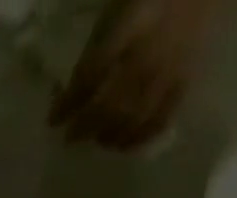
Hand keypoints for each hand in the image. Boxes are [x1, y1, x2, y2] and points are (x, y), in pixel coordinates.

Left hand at [49, 0, 215, 148]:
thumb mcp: (118, 8)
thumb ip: (98, 46)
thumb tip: (72, 89)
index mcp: (131, 25)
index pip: (91, 74)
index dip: (69, 102)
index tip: (52, 121)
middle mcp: (148, 55)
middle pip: (109, 105)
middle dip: (85, 126)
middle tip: (70, 138)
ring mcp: (168, 72)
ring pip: (132, 120)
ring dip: (108, 137)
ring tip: (97, 140)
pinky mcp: (184, 83)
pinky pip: (159, 121)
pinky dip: (137, 139)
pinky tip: (123, 145)